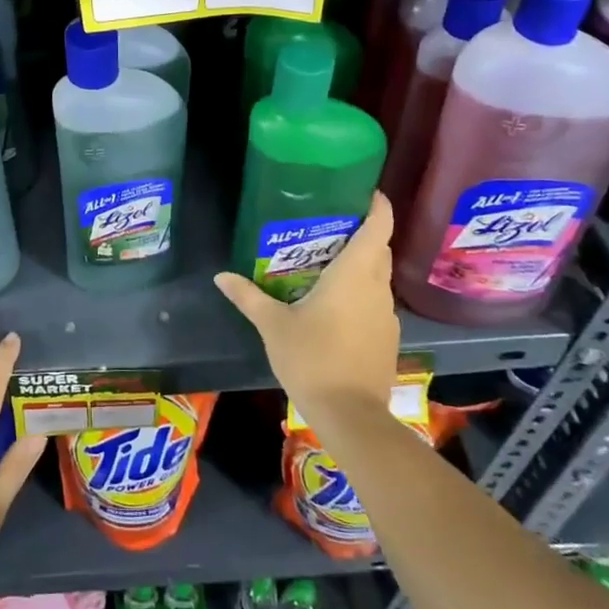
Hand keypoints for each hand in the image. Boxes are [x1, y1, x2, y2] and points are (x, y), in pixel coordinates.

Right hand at [214, 192, 399, 430]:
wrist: (351, 417)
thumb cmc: (312, 359)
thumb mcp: (272, 325)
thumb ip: (248, 296)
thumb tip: (220, 276)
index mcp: (354, 274)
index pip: (379, 228)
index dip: (378, 205)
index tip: (366, 191)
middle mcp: (377, 288)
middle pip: (379, 249)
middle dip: (363, 233)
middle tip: (330, 225)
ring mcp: (386, 315)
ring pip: (378, 277)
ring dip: (362, 265)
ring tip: (327, 262)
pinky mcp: (387, 338)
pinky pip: (376, 302)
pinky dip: (361, 292)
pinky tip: (335, 305)